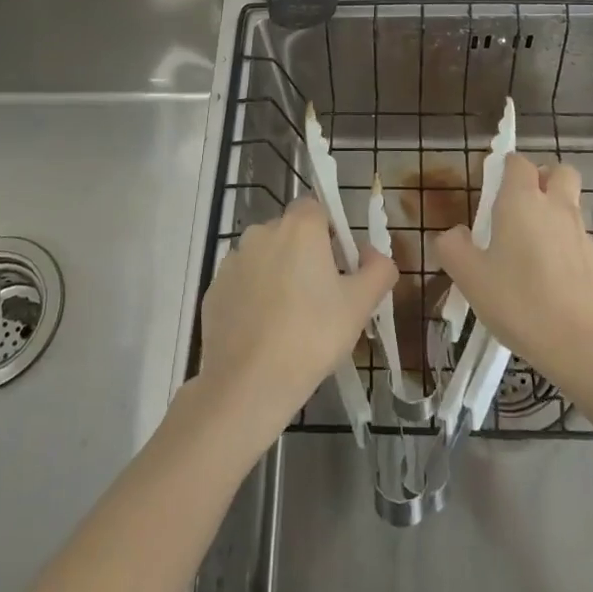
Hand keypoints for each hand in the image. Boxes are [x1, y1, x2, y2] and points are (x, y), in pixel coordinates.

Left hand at [195, 196, 395, 448]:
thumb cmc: (312, 335)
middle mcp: (261, 232)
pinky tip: (264, 332)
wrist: (248, 383)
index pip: (317, 208)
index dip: (331, 232)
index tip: (340, 266)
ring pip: (264, 258)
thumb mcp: (360, 304)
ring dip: (277, 275)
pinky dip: (254, 298)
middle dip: (305, 255)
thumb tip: (373, 255)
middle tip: (321, 298)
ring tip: (290, 320)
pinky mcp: (213, 289)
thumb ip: (379, 269)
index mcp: (299, 227)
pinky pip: (242, 284)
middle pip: (290, 233)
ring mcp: (232, 261)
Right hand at [434, 153, 592, 389]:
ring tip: (529, 245)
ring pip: (570, 203)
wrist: (581, 346)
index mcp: (522, 200)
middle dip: (541, 177)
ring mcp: (581, 233)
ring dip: (554, 210)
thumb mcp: (469, 276)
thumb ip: (452, 247)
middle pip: (558, 171)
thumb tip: (455, 233)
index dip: (504, 168)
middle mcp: (556, 206)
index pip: (517, 162)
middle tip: (519, 205)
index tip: (490, 190)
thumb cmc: (519, 302)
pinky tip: (548, 274)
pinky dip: (564, 242)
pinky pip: (577, 236)